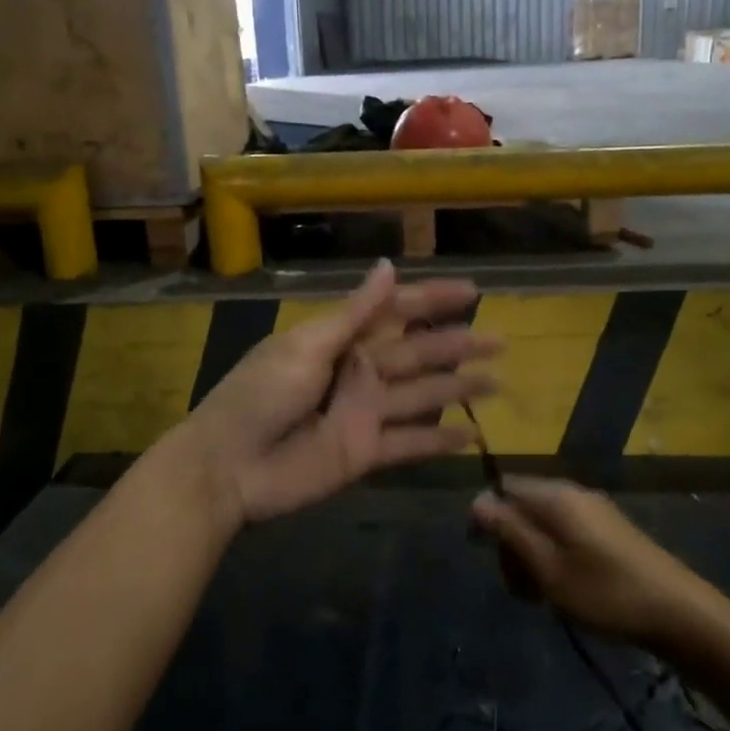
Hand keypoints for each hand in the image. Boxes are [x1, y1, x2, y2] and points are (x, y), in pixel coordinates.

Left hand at [174, 260, 499, 527]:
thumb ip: (355, 313)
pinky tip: (472, 437)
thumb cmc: (261, 394)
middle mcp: (359, 372)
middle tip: (501, 341)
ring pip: (422, 396)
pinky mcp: (365, 452)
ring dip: (458, 390)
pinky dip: (440, 441)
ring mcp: (364, 413)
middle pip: (418, 354)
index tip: (472, 292)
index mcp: (341, 340)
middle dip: (458, 346)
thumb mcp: (307, 346)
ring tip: (498, 383)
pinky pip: (410, 442)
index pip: (396, 312)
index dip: (432, 301)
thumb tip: (389, 265)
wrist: (228, 466)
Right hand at [470, 477, 710, 648]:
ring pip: (543, 524)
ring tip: (540, 596)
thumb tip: (476, 501)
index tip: (485, 555)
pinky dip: (554, 558)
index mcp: (556, 496)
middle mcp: (573, 494)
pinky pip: (565, 534)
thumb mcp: (547, 568)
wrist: (678, 613)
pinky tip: (563, 590)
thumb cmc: (605, 592)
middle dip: (511, 543)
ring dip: (531, 556)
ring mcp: (594, 511)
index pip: (504, 487)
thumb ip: (510, 532)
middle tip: (519, 588)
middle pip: (522, 506)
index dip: (488, 517)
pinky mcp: (608, 531)